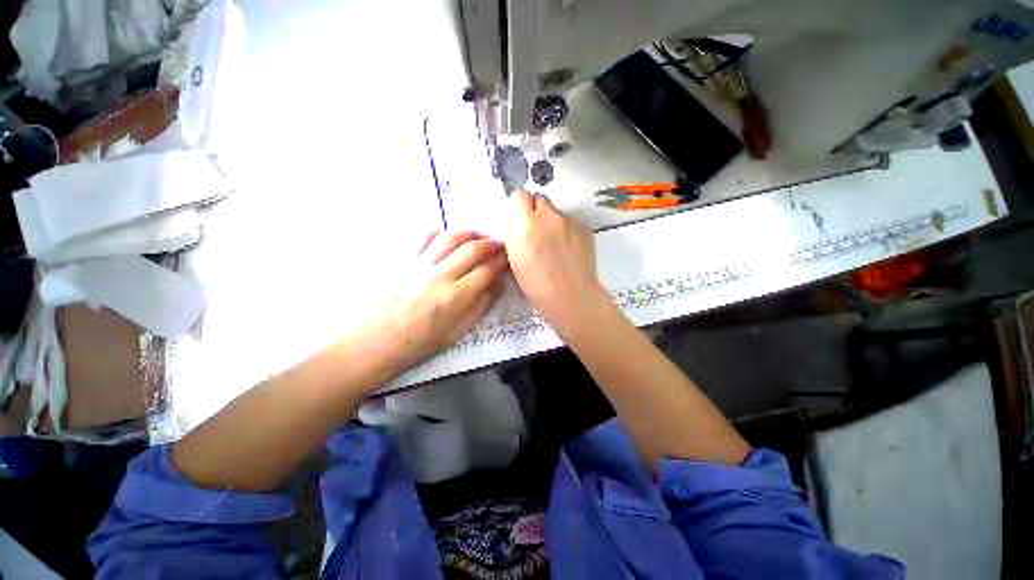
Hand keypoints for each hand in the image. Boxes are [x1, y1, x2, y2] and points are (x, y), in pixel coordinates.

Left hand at [365, 231, 506, 373]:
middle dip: (491, 243)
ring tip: (478, 238)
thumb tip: (496, 286)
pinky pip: (424, 236)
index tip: (509, 259)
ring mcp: (419, 264)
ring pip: (451, 236)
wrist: (373, 343)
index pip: (487, 270)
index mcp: (455, 297)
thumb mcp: (456, 333)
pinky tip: (447, 239)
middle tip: (498, 245)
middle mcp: (439, 275)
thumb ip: (480, 307)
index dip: (502, 261)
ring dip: (470, 233)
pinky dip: (441, 232)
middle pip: (473, 248)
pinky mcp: (402, 259)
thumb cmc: (417, 345)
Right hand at [504, 190, 606, 328]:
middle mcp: (548, 216)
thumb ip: (514, 235)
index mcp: (526, 224)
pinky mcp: (585, 228)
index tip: (521, 219)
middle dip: (536, 210)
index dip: (519, 206)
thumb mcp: (514, 258)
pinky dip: (568, 230)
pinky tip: (569, 249)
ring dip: (552, 221)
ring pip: (557, 211)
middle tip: (537, 231)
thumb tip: (517, 224)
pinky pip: (571, 222)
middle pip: (540, 198)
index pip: (520, 195)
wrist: (571, 296)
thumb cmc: (536, 285)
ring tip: (556, 245)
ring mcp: (569, 221)